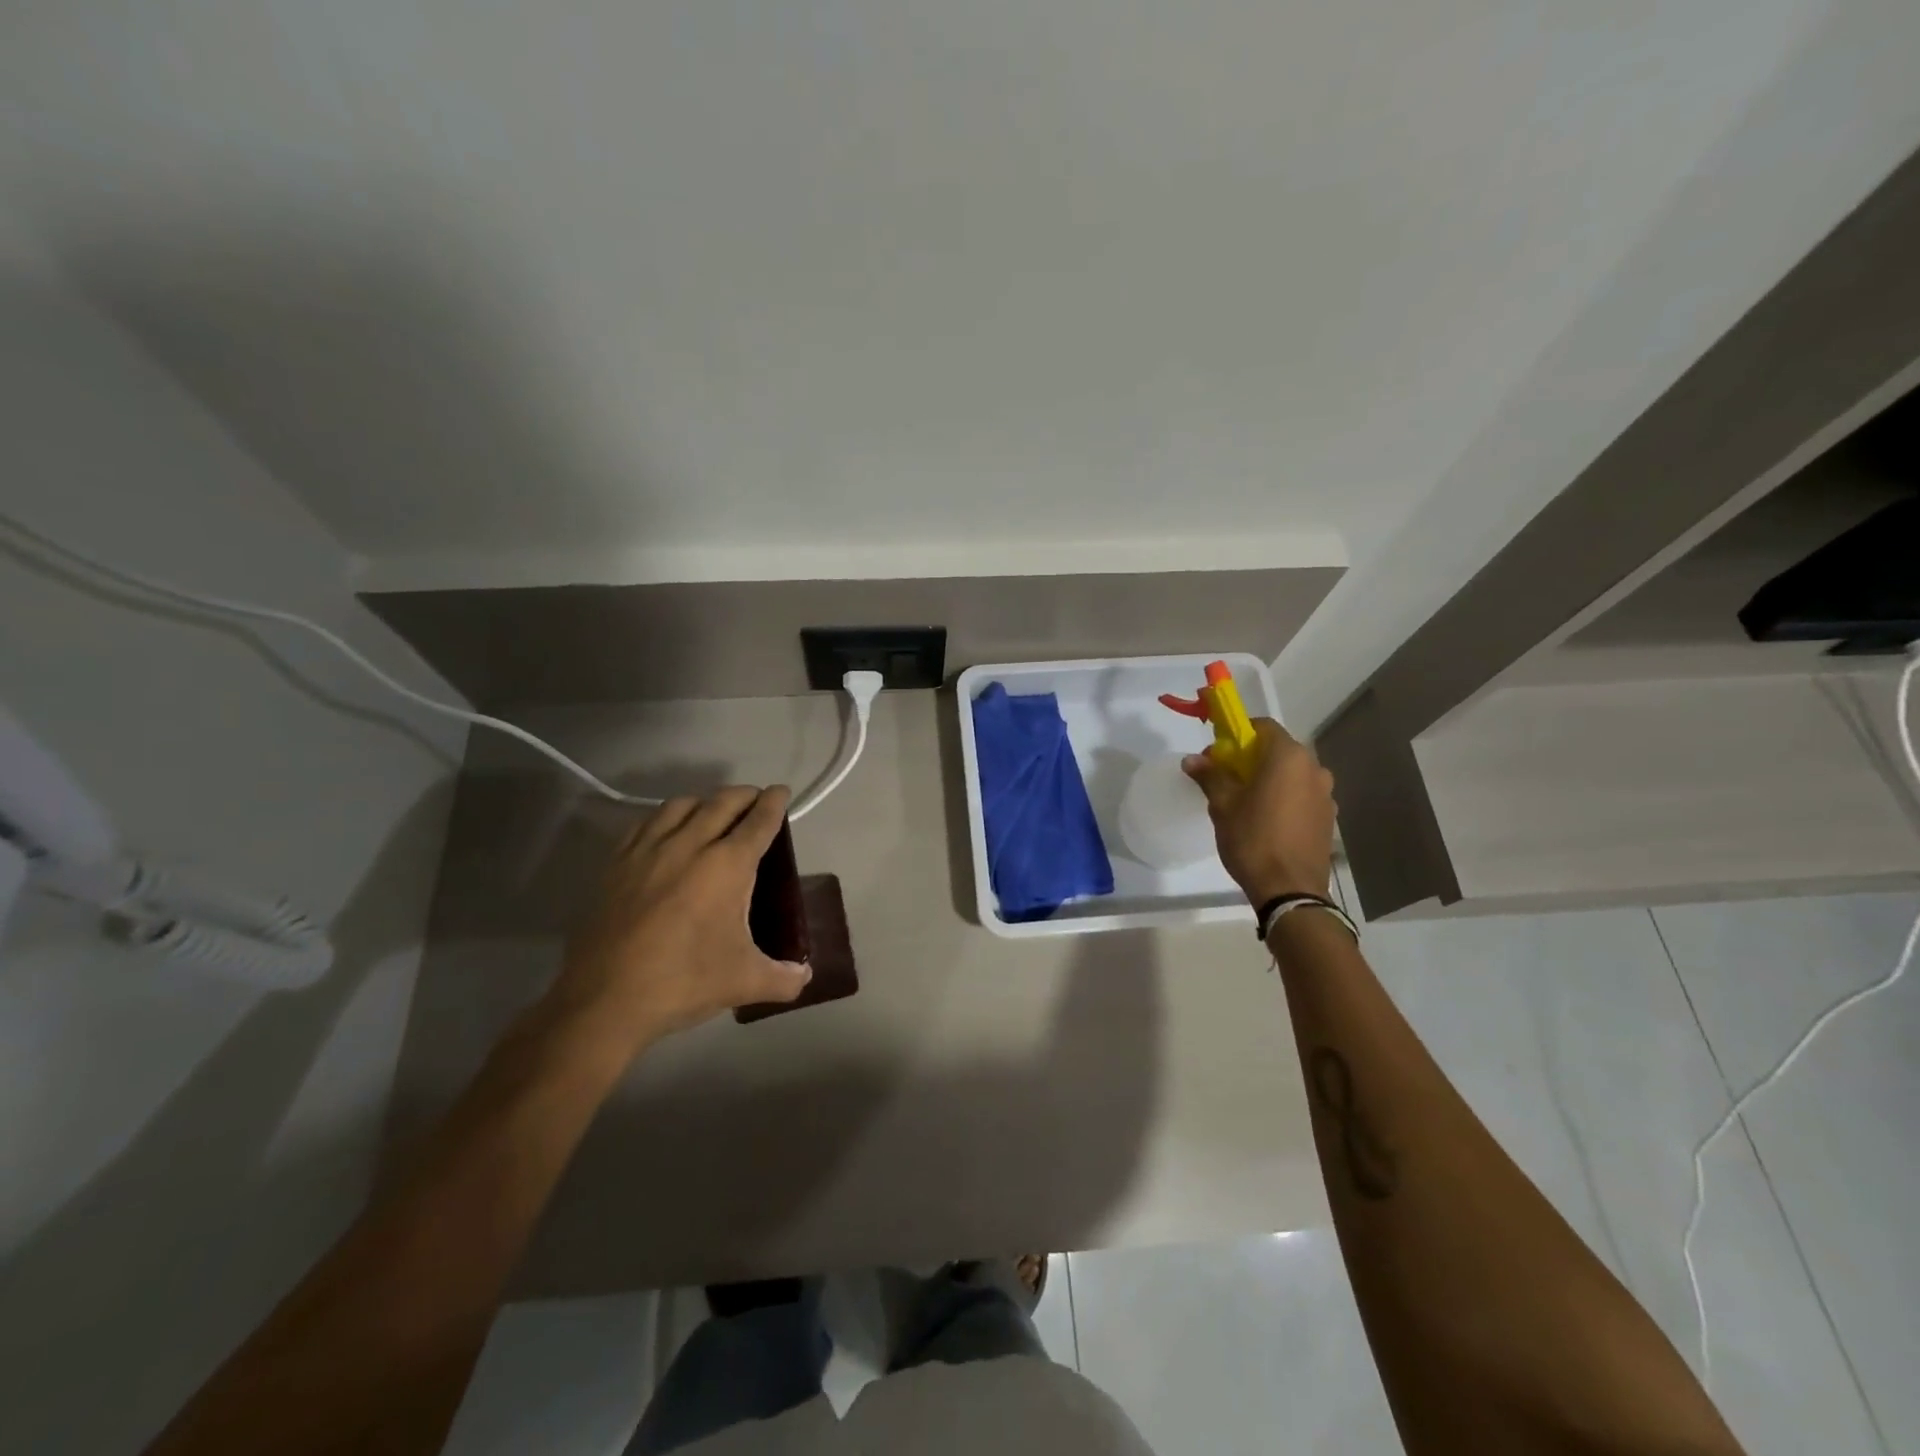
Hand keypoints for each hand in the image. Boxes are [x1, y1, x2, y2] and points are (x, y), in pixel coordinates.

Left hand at [550, 785, 810, 1054]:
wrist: (605, 999)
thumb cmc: (684, 982)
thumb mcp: (744, 982)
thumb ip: (783, 978)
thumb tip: (805, 976)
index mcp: (727, 865)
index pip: (759, 821)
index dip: (774, 803)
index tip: (781, 792)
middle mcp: (690, 845)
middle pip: (722, 802)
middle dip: (744, 795)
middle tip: (756, 799)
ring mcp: (648, 851)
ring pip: (681, 805)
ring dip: (705, 801)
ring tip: (713, 812)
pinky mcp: (617, 864)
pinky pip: (645, 823)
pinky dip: (665, 817)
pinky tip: (666, 832)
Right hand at [1182, 718, 1336, 905]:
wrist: (1290, 890)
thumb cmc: (1253, 839)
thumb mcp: (1223, 805)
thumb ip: (1210, 776)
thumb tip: (1192, 759)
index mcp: (1288, 757)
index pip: (1263, 727)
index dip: (1237, 734)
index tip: (1218, 753)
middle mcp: (1314, 768)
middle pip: (1278, 750)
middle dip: (1251, 758)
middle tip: (1226, 778)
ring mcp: (1326, 794)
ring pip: (1291, 774)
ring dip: (1269, 779)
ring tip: (1246, 802)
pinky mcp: (1328, 817)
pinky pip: (1302, 795)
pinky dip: (1284, 797)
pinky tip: (1267, 820)